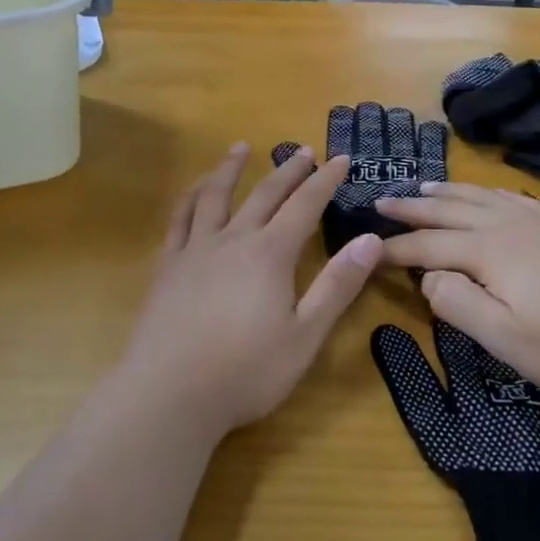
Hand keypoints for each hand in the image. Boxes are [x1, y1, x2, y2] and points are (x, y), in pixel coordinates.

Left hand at [116, 144, 379, 437]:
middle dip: (287, 170)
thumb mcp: (304, 336)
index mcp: (270, 254)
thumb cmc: (245, 372)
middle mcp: (233, 239)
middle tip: (302, 151)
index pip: (304, 206)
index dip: (324, 181)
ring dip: (230, 168)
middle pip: (264, 194)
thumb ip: (337, 286)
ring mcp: (196, 250)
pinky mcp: (168, 266)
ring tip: (240, 147)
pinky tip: (194, 190)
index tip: (340, 159)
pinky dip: (189, 197)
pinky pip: (179, 219)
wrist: (170, 393)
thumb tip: (371, 240)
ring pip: (215, 195)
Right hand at [376, 185, 539, 407]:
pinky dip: (487, 193)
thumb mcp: (505, 338)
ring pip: (480, 197)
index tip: (368, 248)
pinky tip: (488, 196)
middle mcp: (507, 224)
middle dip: (414, 208)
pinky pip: (512, 197)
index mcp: (488, 251)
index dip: (396, 248)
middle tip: (383, 201)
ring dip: (447, 193)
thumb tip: (429, 276)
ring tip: (424, 188)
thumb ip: (458, 303)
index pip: (428, 245)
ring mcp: (539, 221)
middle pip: (449, 210)